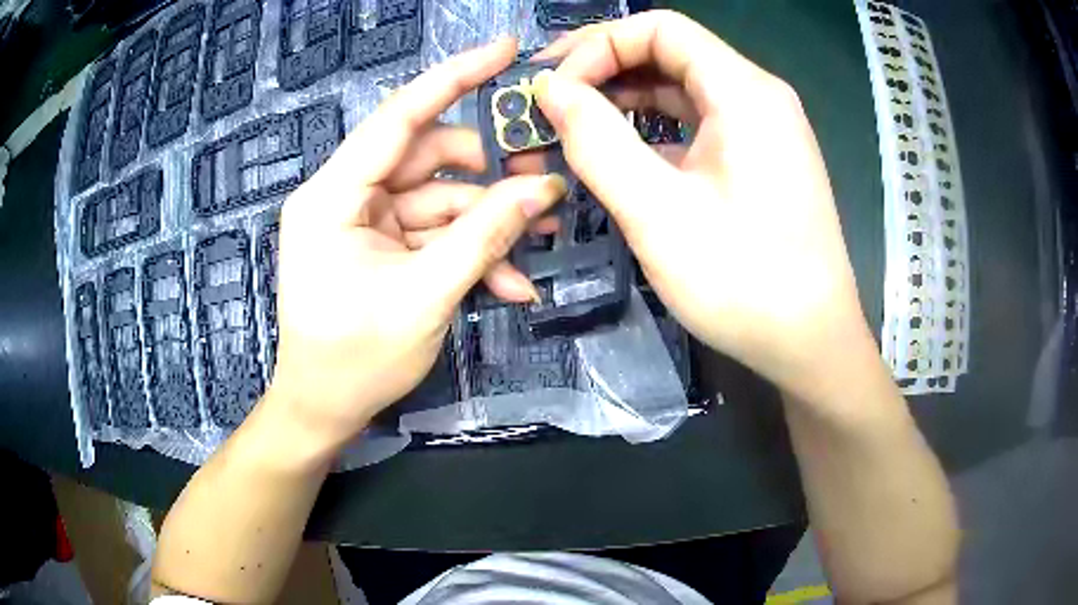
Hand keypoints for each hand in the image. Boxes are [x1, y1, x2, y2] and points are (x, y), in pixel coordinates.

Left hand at [267, 39, 566, 450]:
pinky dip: (469, 251)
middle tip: (545, 184)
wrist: (324, 410)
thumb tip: (541, 190)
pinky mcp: (381, 246)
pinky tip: (508, 283)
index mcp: (333, 195)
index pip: (400, 116)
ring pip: (439, 199)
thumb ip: (483, 237)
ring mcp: (364, 221)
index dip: (454, 76)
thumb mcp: (424, 297)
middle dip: (488, 173)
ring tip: (536, 244)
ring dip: (487, 221)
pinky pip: (433, 233)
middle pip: (429, 158)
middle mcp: (345, 195)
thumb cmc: (354, 361)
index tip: (506, 49)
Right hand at [533, 11, 875, 402]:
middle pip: (670, 54)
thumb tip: (551, 91)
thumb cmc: (744, 281)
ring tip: (571, 131)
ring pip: (681, 92)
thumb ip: (597, 141)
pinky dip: (652, 133)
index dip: (598, 46)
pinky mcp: (757, 162)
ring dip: (624, 104)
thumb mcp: (658, 211)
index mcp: (744, 91)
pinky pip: (696, 127)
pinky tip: (618, 159)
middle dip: (604, 72)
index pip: (660, 28)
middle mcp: (757, 97)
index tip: (555, 89)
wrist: (811, 344)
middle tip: (549, 105)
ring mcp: (761, 130)